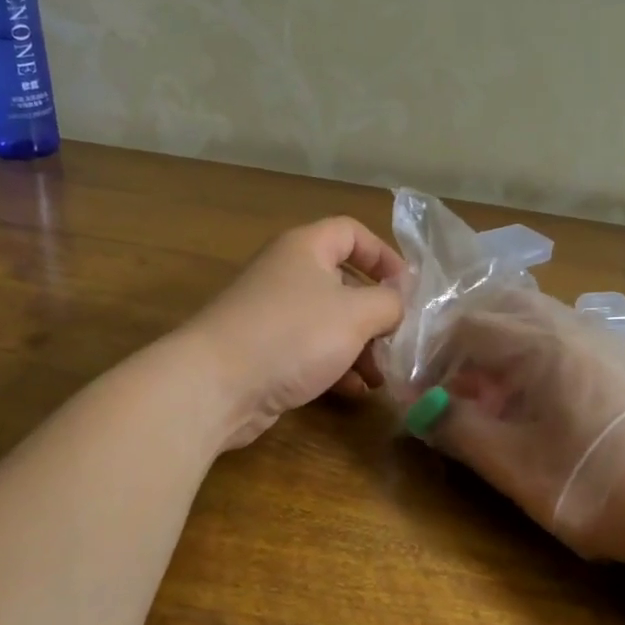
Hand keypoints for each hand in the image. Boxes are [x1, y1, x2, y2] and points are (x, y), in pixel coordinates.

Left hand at [181, 216, 406, 450]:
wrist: (216, 385)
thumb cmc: (293, 335)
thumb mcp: (355, 314)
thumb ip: (389, 303)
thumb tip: (399, 301)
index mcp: (305, 249)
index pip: (351, 233)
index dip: (383, 255)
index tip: (408, 288)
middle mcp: (287, 275)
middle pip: (344, 283)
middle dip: (376, 314)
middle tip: (400, 340)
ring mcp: (273, 315)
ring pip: (330, 323)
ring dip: (361, 347)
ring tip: (382, 376)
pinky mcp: (265, 353)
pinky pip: (310, 352)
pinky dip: (336, 367)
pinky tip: (356, 391)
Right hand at [407, 290, 624, 557]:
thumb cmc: (601, 488)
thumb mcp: (517, 467)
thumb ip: (461, 430)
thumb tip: (418, 405)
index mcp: (542, 345)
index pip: (467, 324)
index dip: (431, 352)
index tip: (415, 389)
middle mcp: (572, 330)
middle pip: (502, 310)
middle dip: (463, 341)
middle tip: (445, 384)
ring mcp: (603, 344)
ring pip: (533, 325)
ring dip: (496, 351)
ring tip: (483, 399)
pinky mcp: (621, 366)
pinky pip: (559, 344)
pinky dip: (528, 362)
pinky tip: (530, 408)